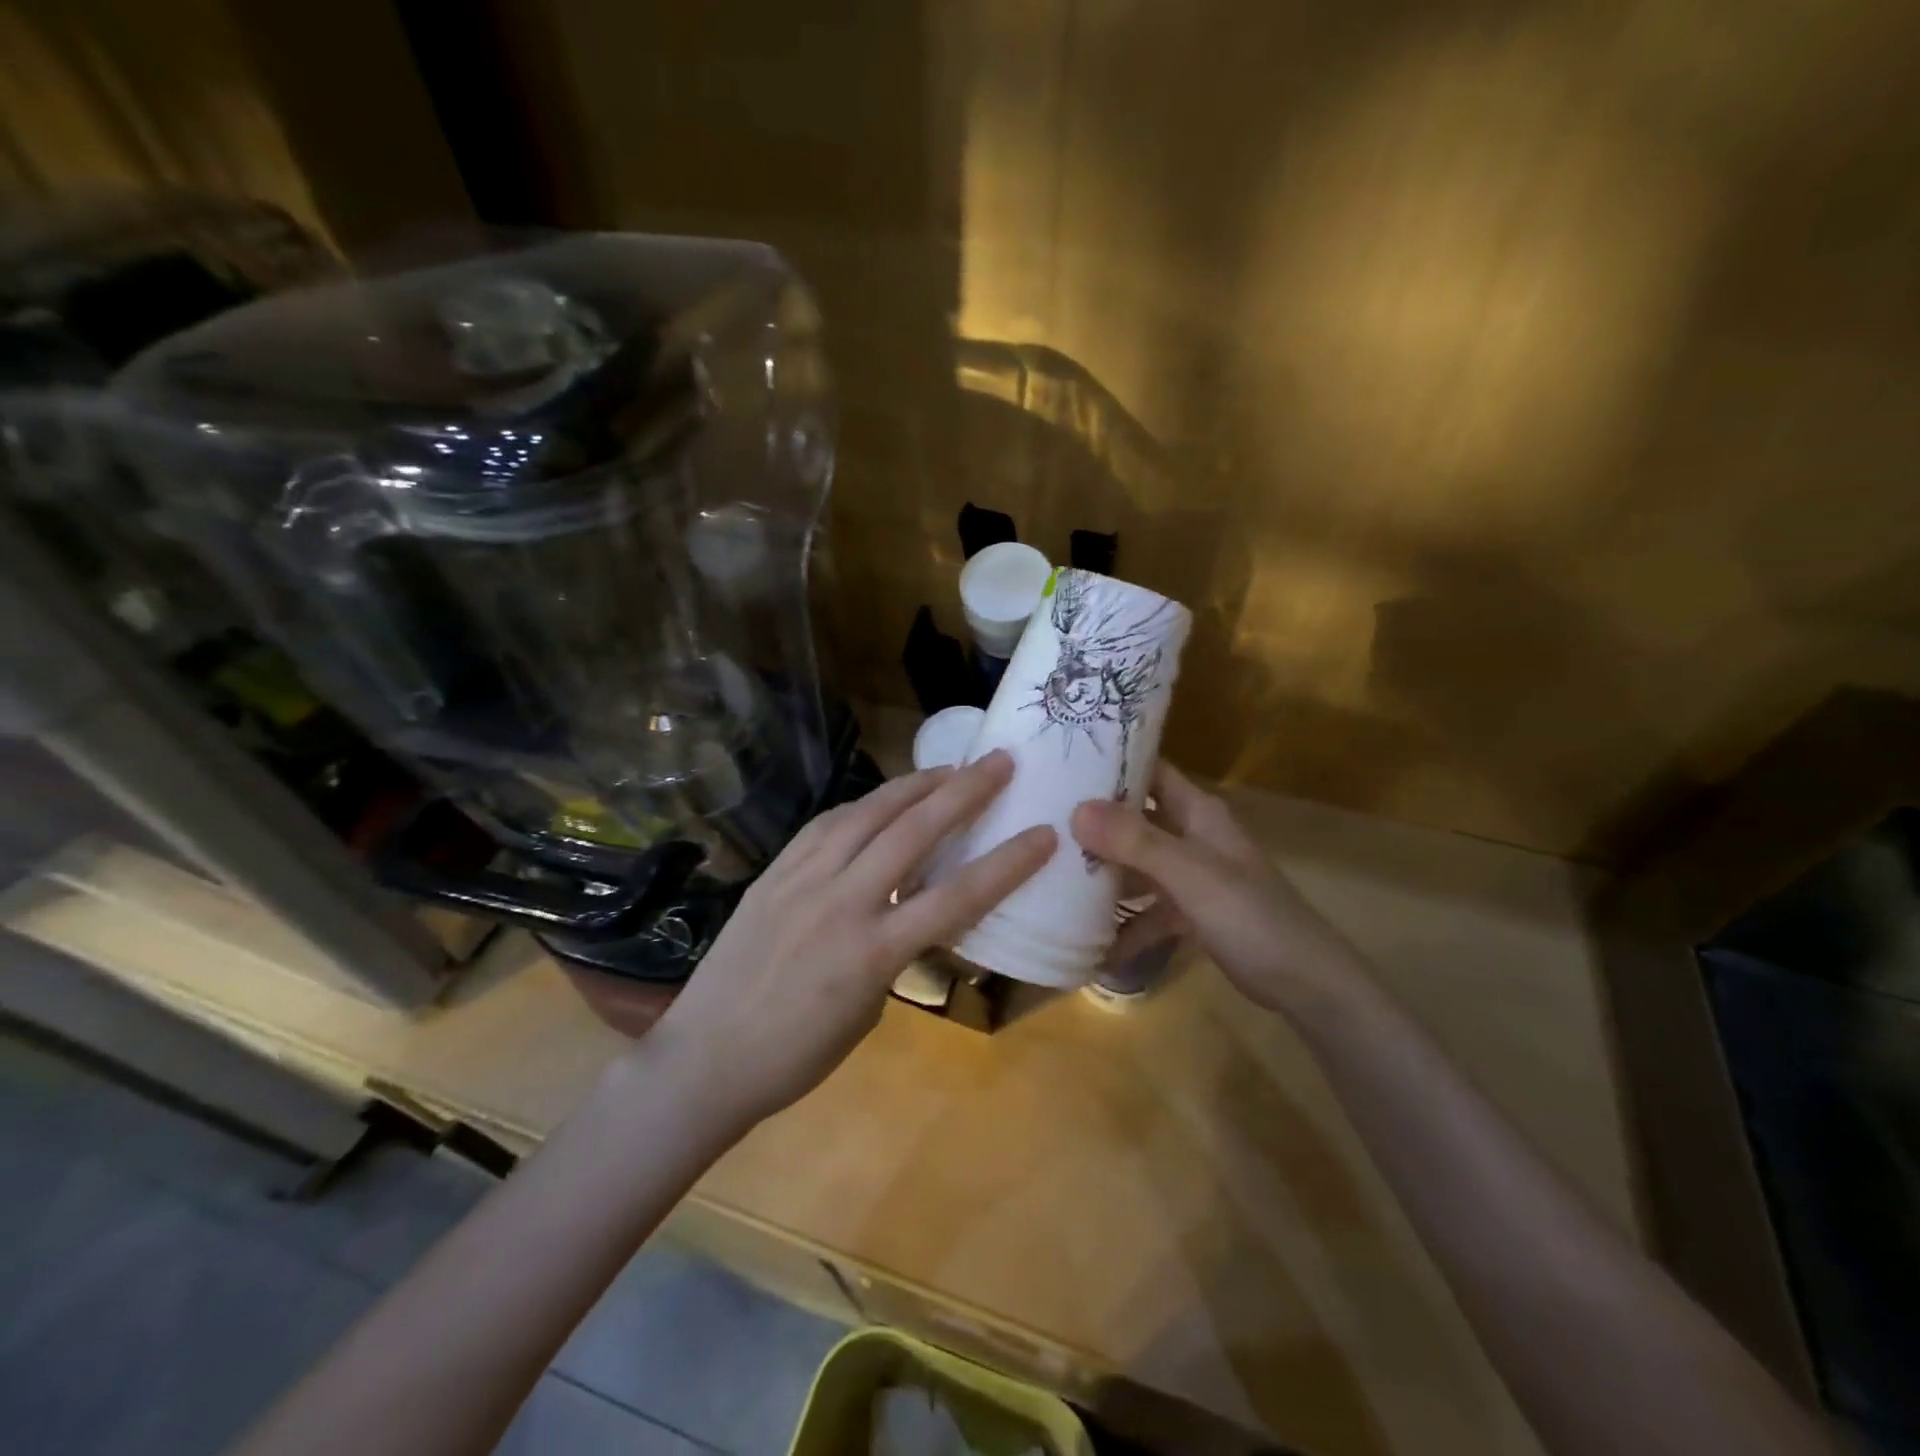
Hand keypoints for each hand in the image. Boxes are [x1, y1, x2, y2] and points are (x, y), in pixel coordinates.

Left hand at [646, 750, 1054, 1126]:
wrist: (705, 1059)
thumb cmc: (796, 1056)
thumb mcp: (868, 1009)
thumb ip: (895, 951)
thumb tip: (911, 911)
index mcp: (872, 953)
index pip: (956, 897)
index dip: (1007, 864)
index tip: (1043, 834)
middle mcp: (841, 903)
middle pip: (913, 832)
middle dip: (964, 792)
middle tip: (1000, 762)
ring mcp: (802, 880)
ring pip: (867, 814)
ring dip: (914, 785)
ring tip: (949, 768)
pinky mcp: (774, 872)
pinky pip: (825, 825)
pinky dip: (862, 805)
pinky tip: (881, 799)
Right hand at [1072, 761, 1363, 1013]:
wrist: (1305, 983)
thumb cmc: (1250, 915)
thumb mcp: (1190, 874)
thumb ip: (1135, 841)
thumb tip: (1076, 809)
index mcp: (1197, 812)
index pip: (1150, 770)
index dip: (1112, 762)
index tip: (1060, 763)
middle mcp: (1191, 836)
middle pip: (1135, 819)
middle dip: (1094, 822)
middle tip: (1041, 822)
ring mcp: (1190, 876)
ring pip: (1137, 865)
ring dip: (1103, 875)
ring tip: (1052, 878)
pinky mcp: (1190, 913)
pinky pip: (1148, 910)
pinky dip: (1126, 925)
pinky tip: (1094, 945)